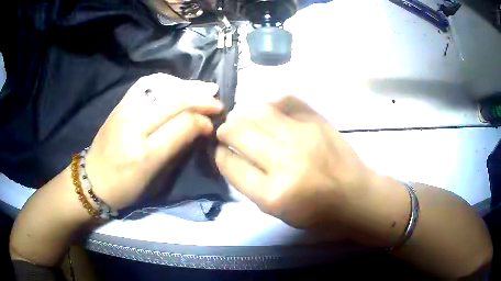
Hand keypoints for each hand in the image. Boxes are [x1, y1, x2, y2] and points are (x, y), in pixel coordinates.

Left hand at [86, 73, 221, 209]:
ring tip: (202, 87)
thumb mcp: (152, 178)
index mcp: (143, 153)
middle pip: (173, 100)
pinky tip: (175, 84)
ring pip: (161, 86)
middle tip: (217, 99)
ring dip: (186, 85)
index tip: (213, 124)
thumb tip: (198, 127)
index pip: (181, 125)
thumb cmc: (123, 187)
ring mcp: (124, 110)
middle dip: (200, 97)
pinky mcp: (119, 104)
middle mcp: (133, 125)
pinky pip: (145, 83)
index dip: (202, 120)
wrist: (91, 180)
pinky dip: (166, 80)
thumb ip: (175, 149)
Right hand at [215, 96, 408, 244]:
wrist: (354, 195)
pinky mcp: (318, 121)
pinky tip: (267, 108)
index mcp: (273, 193)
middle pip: (240, 133)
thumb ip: (249, 184)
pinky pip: (286, 100)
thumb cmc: (315, 211)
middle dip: (225, 129)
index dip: (219, 154)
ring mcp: (304, 136)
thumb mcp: (276, 210)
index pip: (231, 164)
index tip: (219, 149)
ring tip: (241, 117)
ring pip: (259, 112)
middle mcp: (285, 161)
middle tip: (225, 130)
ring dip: (242, 113)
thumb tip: (229, 155)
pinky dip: (271, 102)